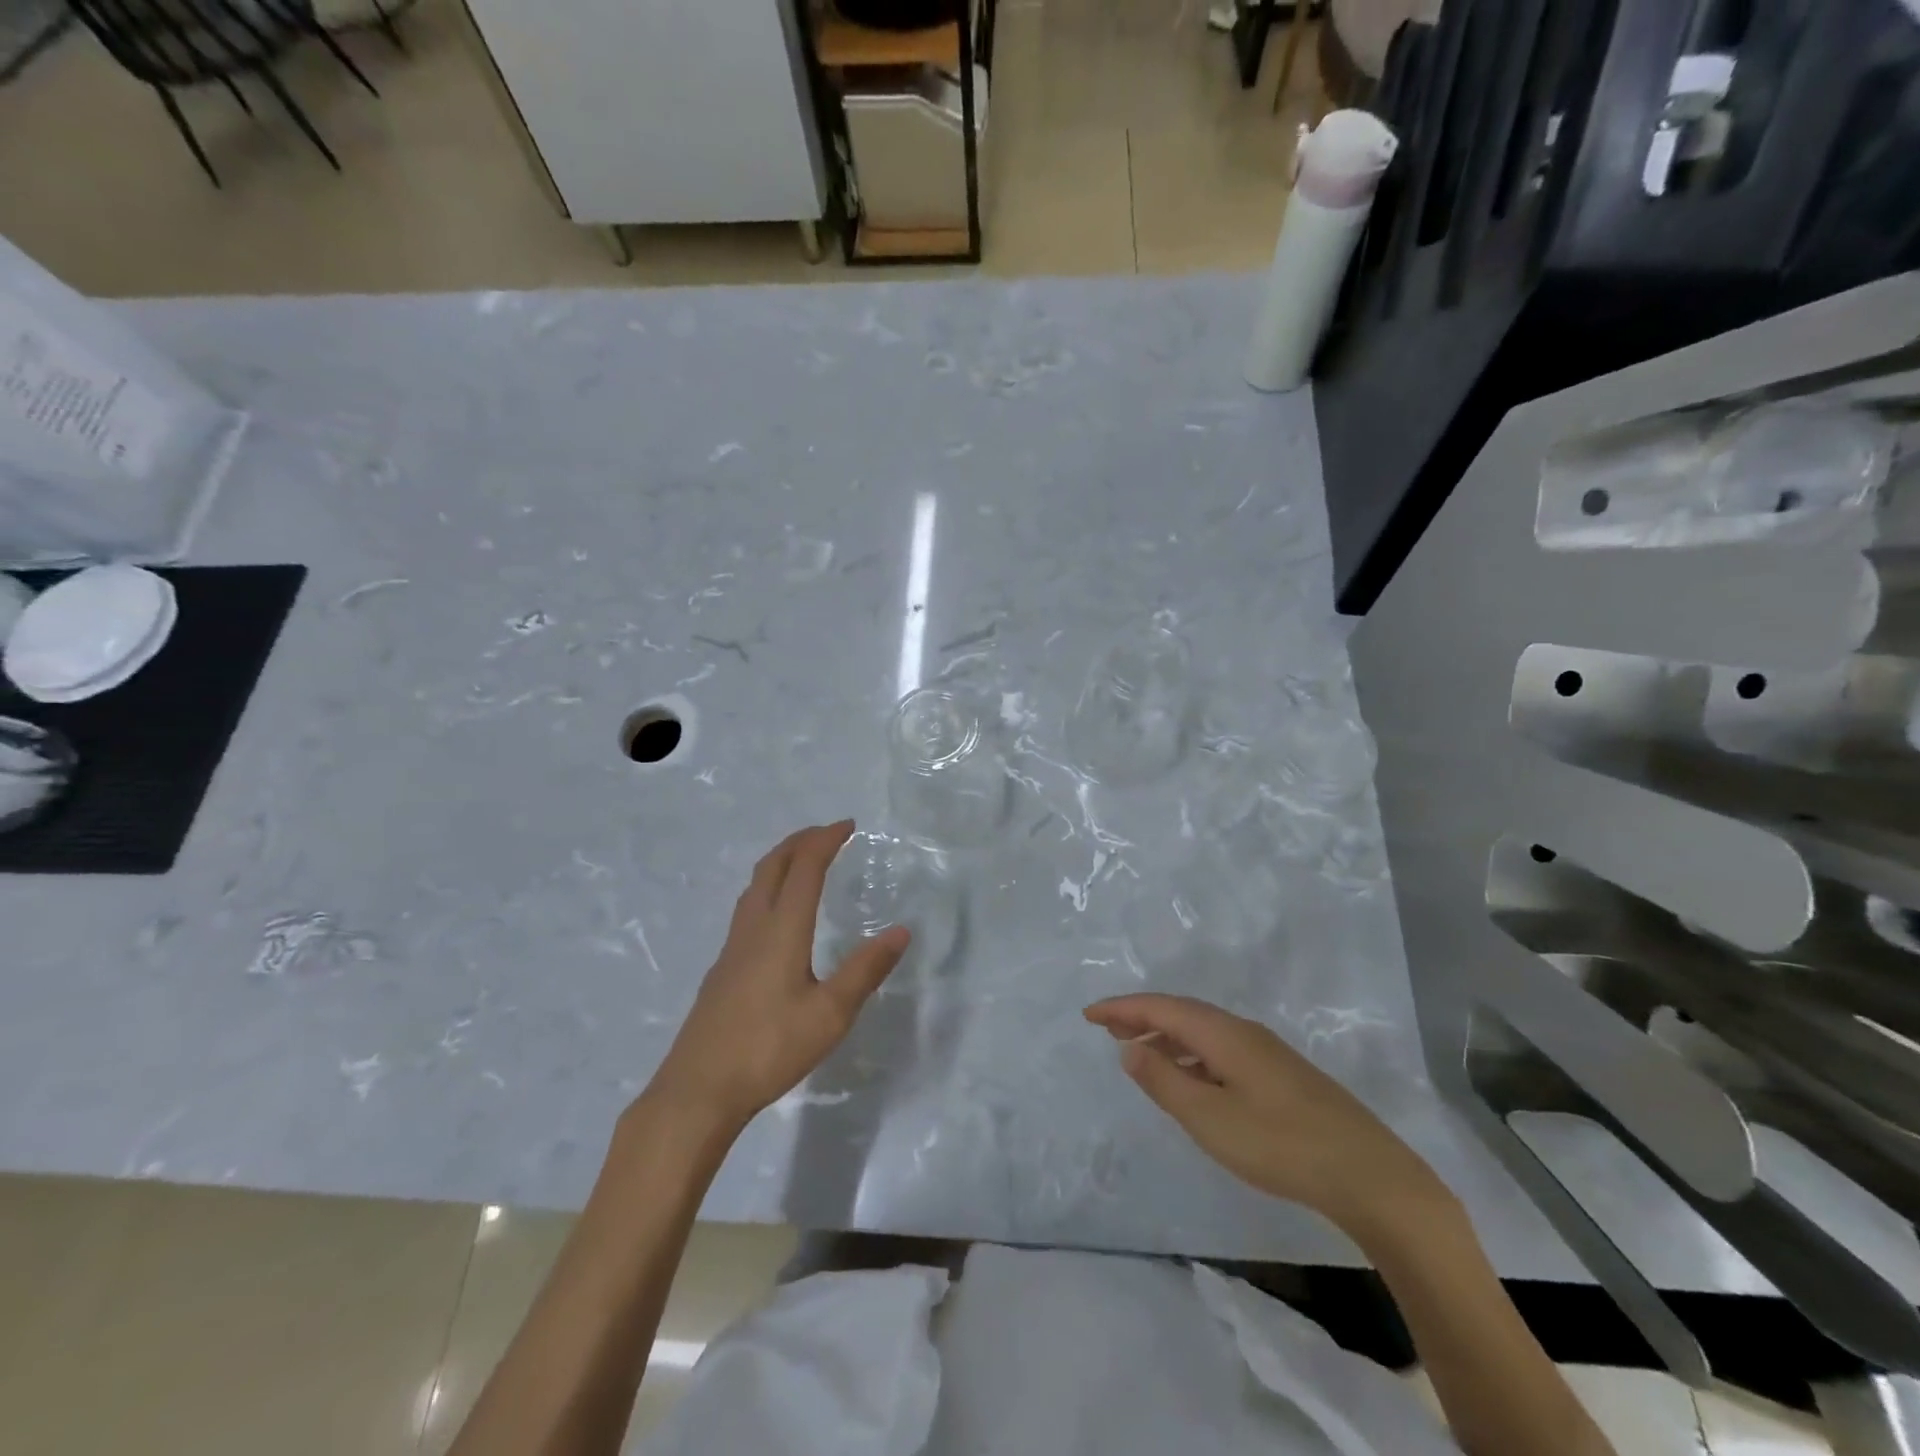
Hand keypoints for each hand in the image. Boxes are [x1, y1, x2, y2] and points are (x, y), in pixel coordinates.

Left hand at [649, 821, 909, 1132]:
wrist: (698, 1090)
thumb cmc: (769, 1049)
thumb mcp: (831, 1014)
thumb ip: (865, 970)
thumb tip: (901, 930)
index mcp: (781, 930)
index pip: (804, 868)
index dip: (825, 840)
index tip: (848, 826)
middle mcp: (753, 929)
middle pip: (772, 867)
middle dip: (800, 841)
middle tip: (827, 834)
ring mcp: (732, 949)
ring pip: (754, 886)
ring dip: (781, 863)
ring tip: (804, 864)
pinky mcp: (722, 970)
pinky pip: (747, 909)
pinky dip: (769, 890)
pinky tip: (778, 918)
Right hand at [1084, 993, 1446, 1236]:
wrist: (1371, 1176)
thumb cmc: (1281, 1145)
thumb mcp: (1210, 1119)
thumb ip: (1164, 1081)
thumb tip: (1129, 1047)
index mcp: (1223, 1034)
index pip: (1161, 1007)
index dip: (1122, 1008)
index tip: (1088, 1015)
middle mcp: (1243, 1032)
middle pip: (1182, 1013)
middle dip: (1141, 1016)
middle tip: (1106, 1029)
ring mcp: (1266, 1053)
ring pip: (1203, 1032)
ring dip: (1166, 1036)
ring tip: (1138, 1052)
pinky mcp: (1281, 1076)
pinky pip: (1220, 1050)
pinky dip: (1191, 1054)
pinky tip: (1189, 1080)